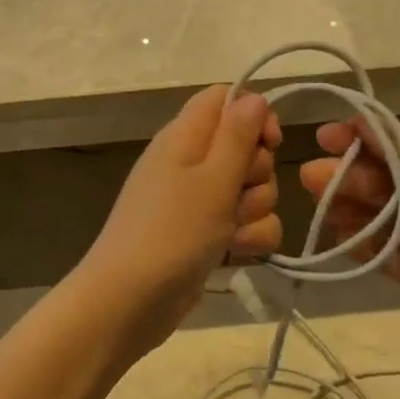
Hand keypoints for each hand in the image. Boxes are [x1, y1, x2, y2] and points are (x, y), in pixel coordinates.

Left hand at [77, 86, 282, 356]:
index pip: (226, 99)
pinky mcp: (205, 235)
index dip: (254, 114)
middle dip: (258, 173)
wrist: (129, 302)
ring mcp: (197, 201)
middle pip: (246, 147)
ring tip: (232, 233)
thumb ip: (237, 135)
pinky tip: (236, 254)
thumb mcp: (212, 178)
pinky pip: (244, 224)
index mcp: (185, 136)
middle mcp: (191, 162)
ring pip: (251, 189)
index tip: (270, 142)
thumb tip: (253, 97)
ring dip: (255, 211)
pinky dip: (248, 238)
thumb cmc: (172, 232)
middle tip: (238, 194)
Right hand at [301, 122, 399, 359]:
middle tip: (313, 178)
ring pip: (391, 221)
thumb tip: (359, 121)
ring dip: (357, 212)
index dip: (366, 141)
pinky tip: (344, 239)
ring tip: (324, 208)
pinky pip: (399, 261)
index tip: (325, 138)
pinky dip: (371, 251)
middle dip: (353, 177)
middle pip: (393, 183)